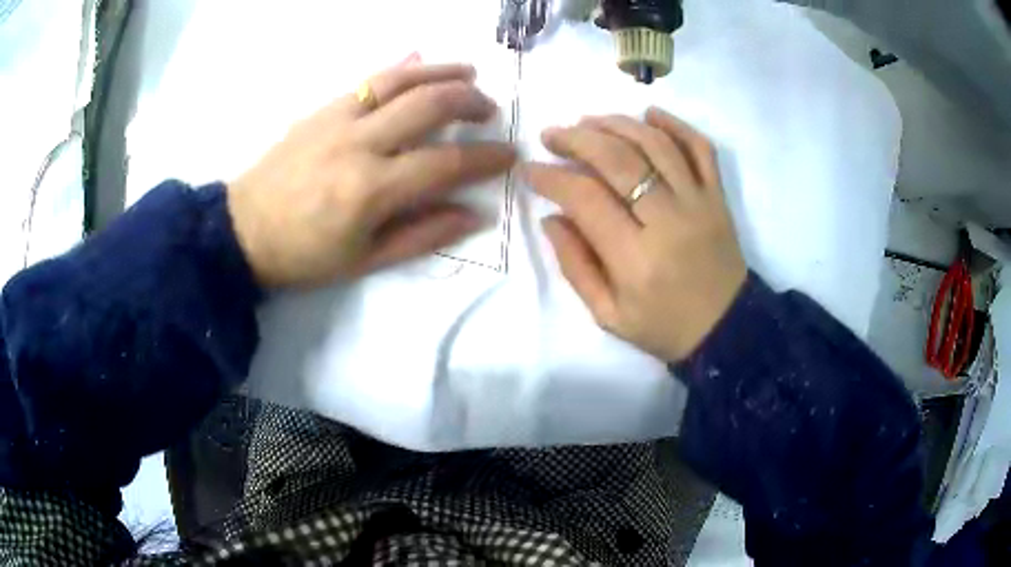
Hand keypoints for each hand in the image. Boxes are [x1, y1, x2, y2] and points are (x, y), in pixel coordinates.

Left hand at [227, 57, 515, 288]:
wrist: (243, 229)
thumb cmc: (304, 254)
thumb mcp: (365, 260)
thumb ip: (423, 235)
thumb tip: (474, 214)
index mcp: (372, 189)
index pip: (447, 163)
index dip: (486, 158)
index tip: (510, 155)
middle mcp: (360, 143)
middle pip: (430, 104)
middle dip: (471, 102)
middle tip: (490, 112)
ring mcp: (339, 118)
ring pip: (402, 79)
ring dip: (443, 72)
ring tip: (470, 73)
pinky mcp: (323, 108)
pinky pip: (370, 80)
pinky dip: (403, 69)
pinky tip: (420, 63)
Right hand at [526, 107, 746, 360]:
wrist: (727, 330)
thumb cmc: (664, 327)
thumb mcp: (608, 315)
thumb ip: (575, 266)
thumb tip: (551, 218)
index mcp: (635, 259)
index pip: (586, 199)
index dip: (552, 178)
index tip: (531, 170)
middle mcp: (669, 221)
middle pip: (619, 159)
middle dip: (578, 139)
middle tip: (552, 135)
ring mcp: (699, 203)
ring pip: (656, 144)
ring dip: (617, 124)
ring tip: (588, 121)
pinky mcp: (718, 197)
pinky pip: (701, 148)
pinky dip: (675, 125)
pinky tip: (649, 114)